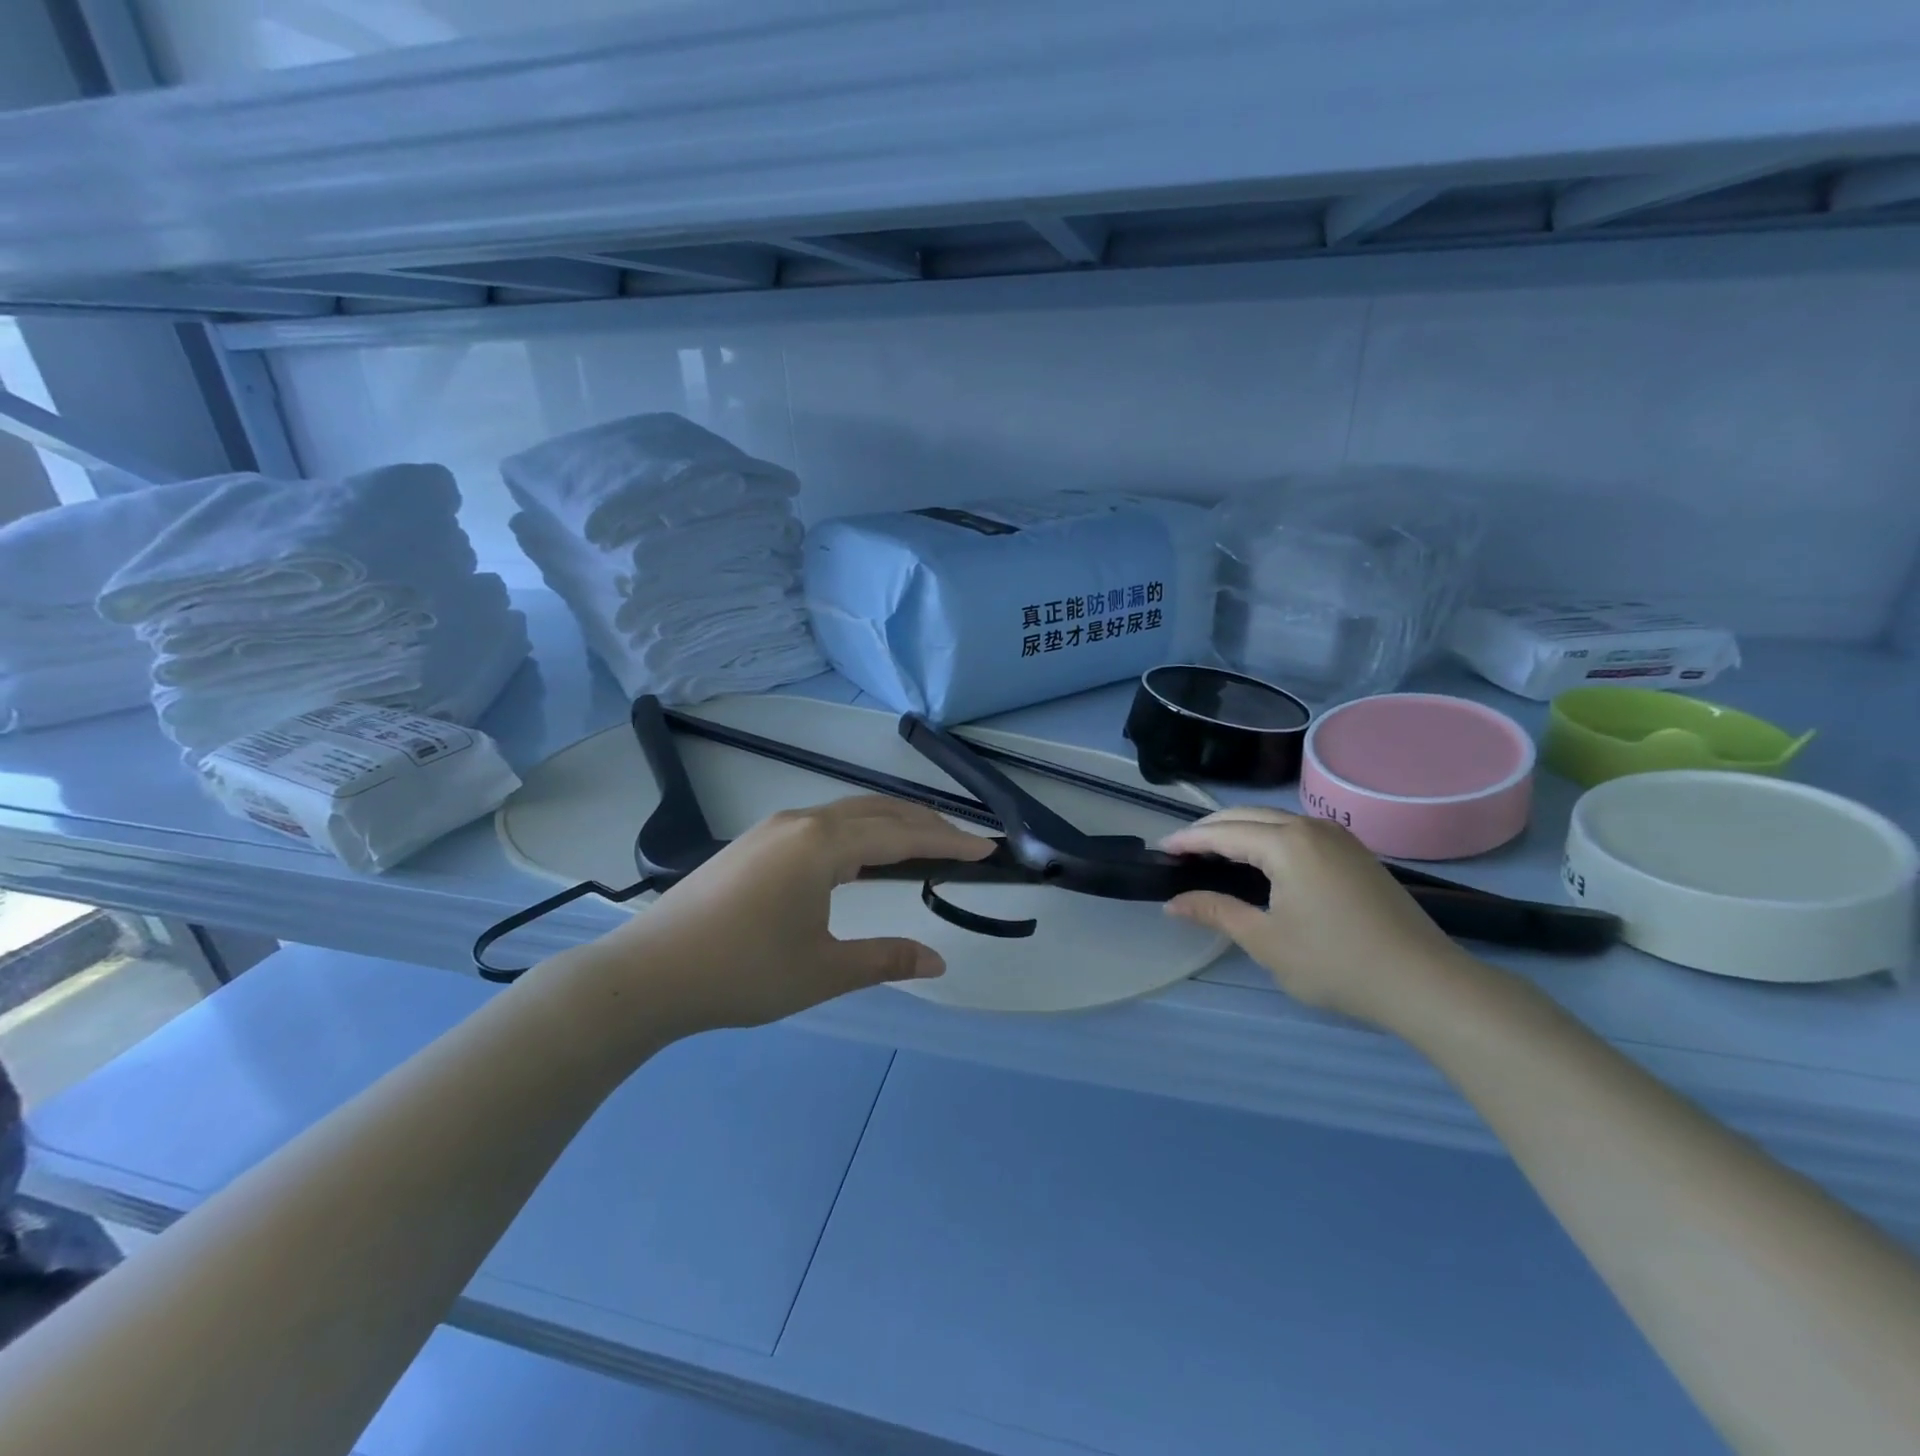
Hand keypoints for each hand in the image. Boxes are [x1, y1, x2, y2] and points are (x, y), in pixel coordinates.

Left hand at [589, 795, 993, 1036]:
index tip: (987, 848)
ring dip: (890, 822)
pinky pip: (823, 823)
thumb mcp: (822, 971)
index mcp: (823, 845)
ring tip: (923, 842)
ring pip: (848, 812)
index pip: (902, 835)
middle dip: (925, 822)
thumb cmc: (742, 973)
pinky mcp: (755, 842)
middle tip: (964, 841)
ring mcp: (773, 828)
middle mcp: (802, 822)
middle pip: (878, 811)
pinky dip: (859, 830)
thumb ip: (884, 959)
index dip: (949, 841)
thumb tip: (937, 959)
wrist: (649, 974)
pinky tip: (862, 855)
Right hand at [1162, 806, 1475, 1027]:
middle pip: (1247, 816)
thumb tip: (1174, 902)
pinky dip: (1267, 838)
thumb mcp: (1265, 941)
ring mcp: (1338, 838)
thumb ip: (1216, 912)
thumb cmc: (1336, 962)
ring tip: (1213, 852)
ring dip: (1239, 830)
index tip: (1160, 850)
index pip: (1223, 832)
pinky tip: (1259, 861)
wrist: (1425, 983)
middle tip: (1181, 850)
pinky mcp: (1355, 854)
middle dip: (1210, 829)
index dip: (1188, 840)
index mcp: (1286, 843)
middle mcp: (1311, 828)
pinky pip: (1298, 833)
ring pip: (1275, 821)